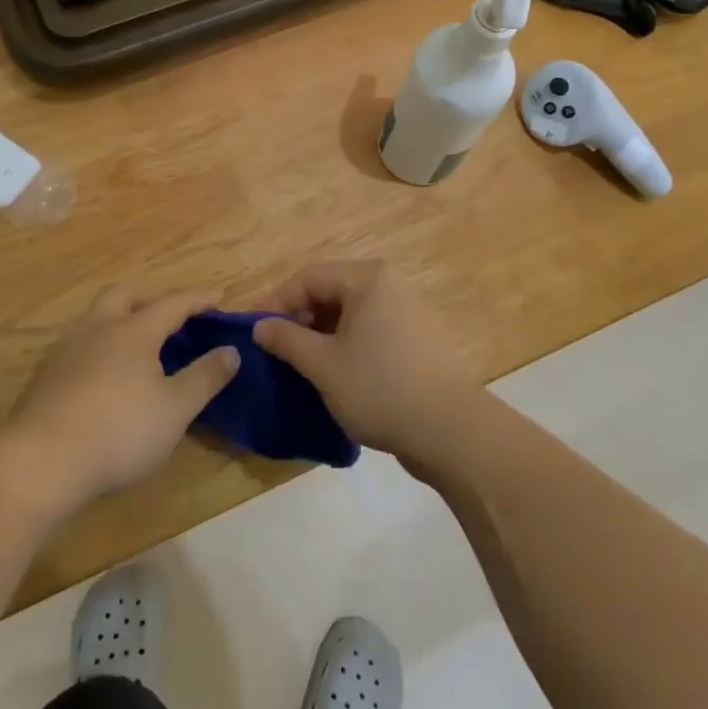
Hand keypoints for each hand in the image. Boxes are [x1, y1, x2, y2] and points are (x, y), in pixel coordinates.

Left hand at [7, 286, 239, 513]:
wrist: (40, 462)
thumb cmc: (118, 431)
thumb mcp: (175, 409)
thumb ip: (205, 377)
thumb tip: (231, 351)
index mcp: (134, 331)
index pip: (172, 304)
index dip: (198, 299)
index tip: (219, 297)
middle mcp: (98, 328)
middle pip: (124, 296)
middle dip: (150, 300)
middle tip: (170, 318)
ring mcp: (66, 350)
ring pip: (95, 318)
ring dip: (119, 320)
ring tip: (136, 346)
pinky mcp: (45, 376)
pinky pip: (78, 345)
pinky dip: (98, 347)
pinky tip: (102, 375)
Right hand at [252, 261, 482, 471]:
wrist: (453, 431)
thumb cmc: (381, 389)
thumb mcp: (324, 365)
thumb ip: (287, 339)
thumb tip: (260, 326)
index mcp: (368, 278)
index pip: (309, 277)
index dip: (276, 301)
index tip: (254, 330)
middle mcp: (391, 283)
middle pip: (332, 289)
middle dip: (300, 316)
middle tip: (277, 348)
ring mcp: (410, 309)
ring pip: (352, 311)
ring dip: (323, 332)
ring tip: (304, 363)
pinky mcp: (420, 336)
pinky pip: (373, 327)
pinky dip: (349, 342)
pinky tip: (339, 372)